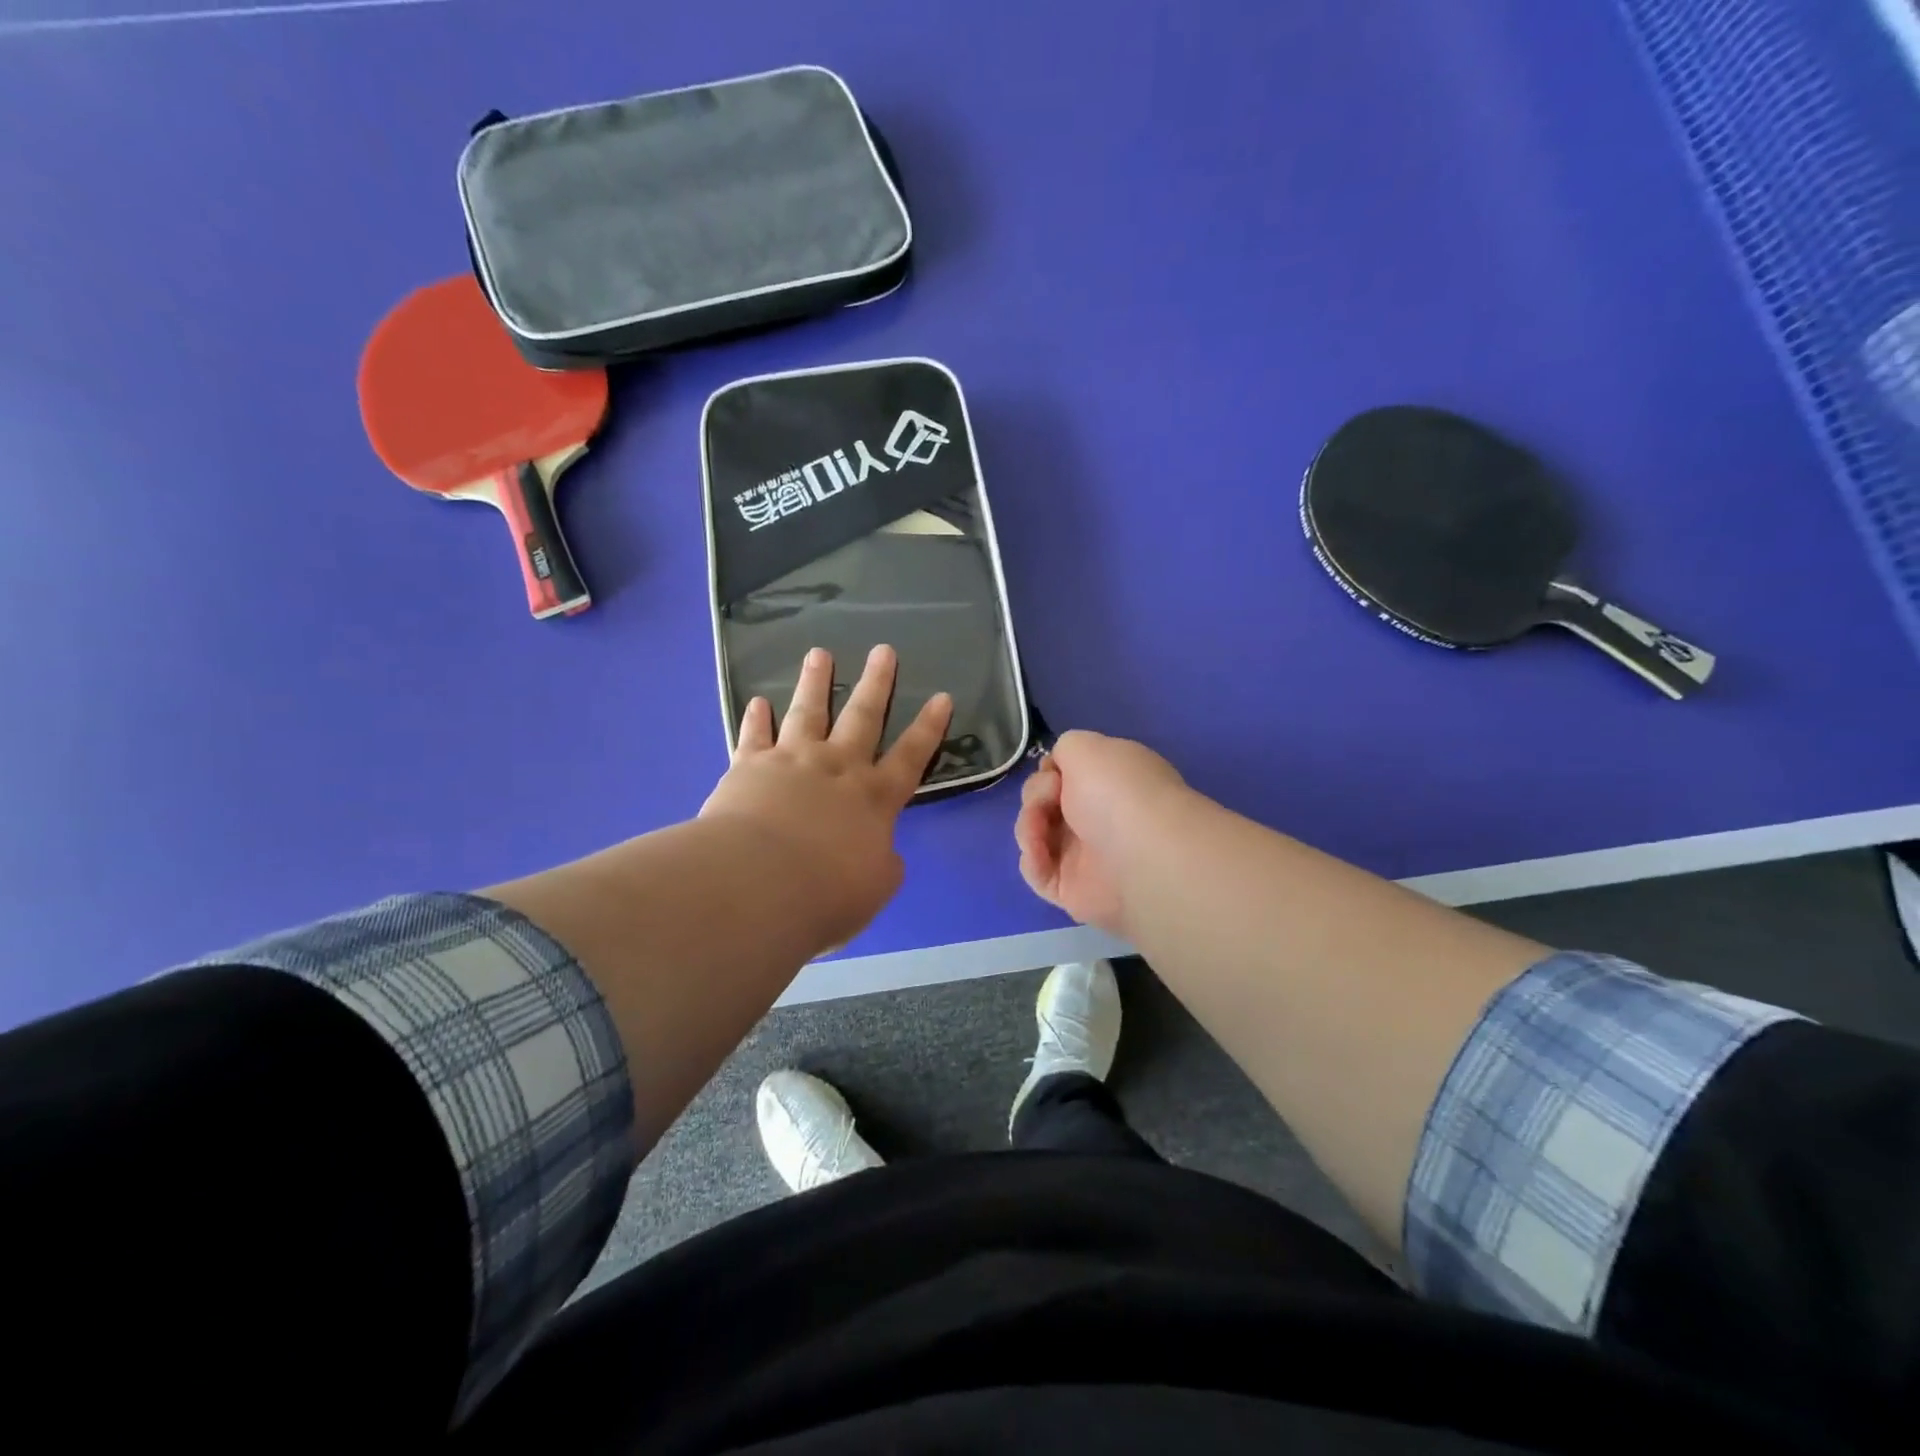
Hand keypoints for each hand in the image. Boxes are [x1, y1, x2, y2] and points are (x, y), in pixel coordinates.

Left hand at [701, 646, 951, 949]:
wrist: (758, 886)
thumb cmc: (825, 894)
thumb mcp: (874, 889)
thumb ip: (882, 865)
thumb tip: (881, 854)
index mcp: (874, 799)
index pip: (911, 756)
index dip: (929, 728)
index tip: (942, 697)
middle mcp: (837, 769)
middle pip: (862, 718)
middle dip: (876, 684)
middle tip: (883, 650)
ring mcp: (792, 762)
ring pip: (807, 712)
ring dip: (815, 682)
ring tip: (819, 653)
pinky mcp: (749, 767)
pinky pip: (754, 736)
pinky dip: (756, 719)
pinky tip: (757, 701)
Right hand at [1015, 729, 1188, 936]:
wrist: (1140, 857)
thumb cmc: (1117, 792)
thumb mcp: (1086, 746)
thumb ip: (1066, 748)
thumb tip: (1057, 770)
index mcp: (1110, 783)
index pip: (1067, 775)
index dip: (1050, 771)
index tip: (1052, 771)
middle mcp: (1098, 817)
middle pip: (1045, 803)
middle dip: (1037, 795)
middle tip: (1051, 797)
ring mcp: (1084, 856)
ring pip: (1036, 835)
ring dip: (1028, 826)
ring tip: (1039, 829)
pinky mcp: (1070, 890)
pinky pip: (1037, 872)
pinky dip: (1032, 860)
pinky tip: (1039, 852)